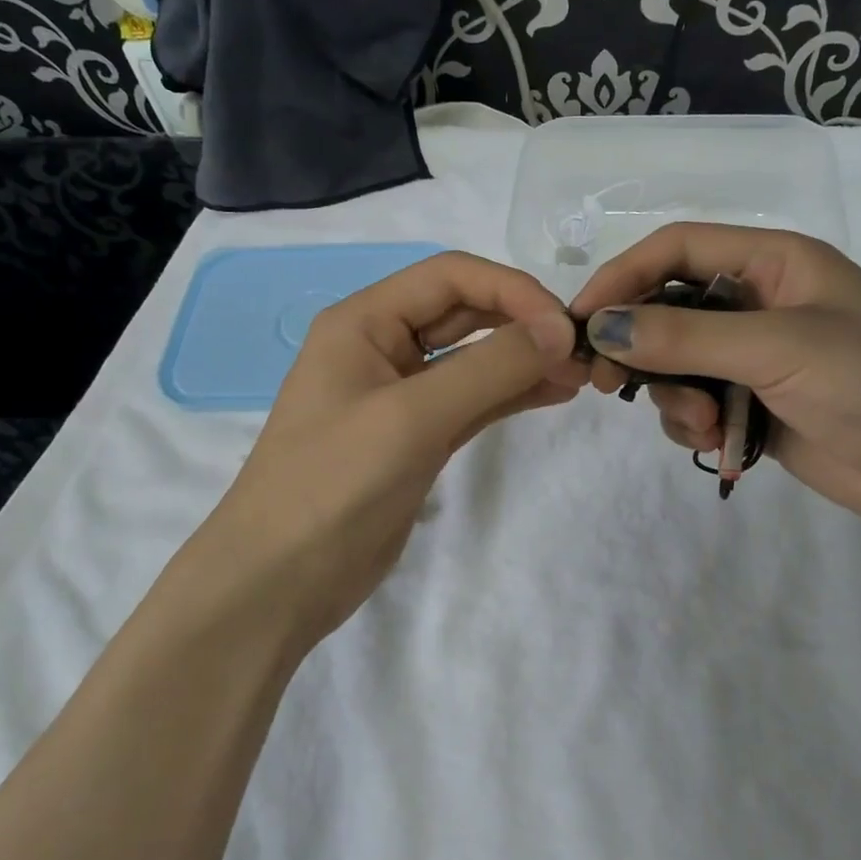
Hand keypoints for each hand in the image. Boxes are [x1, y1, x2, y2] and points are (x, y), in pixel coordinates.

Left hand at [202, 252, 586, 645]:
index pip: (450, 277)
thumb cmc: (333, 485)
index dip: (512, 290)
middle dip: (523, 323)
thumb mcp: (411, 418)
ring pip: (473, 358)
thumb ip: (488, 369)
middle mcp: (382, 346)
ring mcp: (400, 394)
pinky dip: (511, 393)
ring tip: (579, 375)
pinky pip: (472, 400)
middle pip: (464, 312)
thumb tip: (559, 332)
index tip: (563, 328)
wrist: (279, 581)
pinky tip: (552, 393)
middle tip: (581, 352)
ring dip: (523, 359)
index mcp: (364, 321)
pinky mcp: (417, 436)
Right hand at [570, 224, 860, 540]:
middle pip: (666, 306)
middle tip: (607, 383)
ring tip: (702, 425)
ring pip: (675, 362)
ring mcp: (756, 357)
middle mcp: (758, 302)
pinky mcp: (756, 405)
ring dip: (672, 394)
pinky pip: (697, 402)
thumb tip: (600, 327)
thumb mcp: (780, 348)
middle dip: (637, 344)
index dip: (622, 276)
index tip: (581, 320)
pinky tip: (720, 442)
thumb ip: (685, 336)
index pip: (675, 249)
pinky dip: (693, 423)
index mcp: (772, 262)